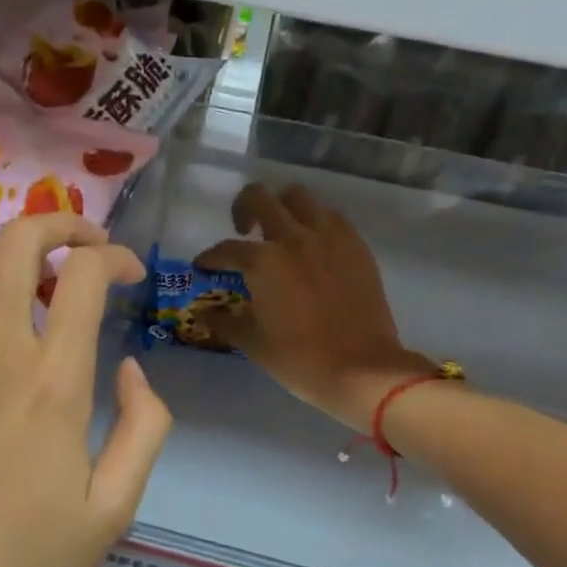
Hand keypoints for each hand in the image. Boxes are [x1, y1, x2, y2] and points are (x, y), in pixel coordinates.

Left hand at [0, 214, 171, 566]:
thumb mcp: (110, 514)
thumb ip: (143, 431)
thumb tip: (133, 369)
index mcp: (56, 381)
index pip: (87, 275)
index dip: (115, 256)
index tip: (127, 272)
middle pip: (24, 243)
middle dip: (62, 225)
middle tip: (80, 244)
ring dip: (0, 247)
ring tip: (16, 272)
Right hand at [197, 182, 432, 430]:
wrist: (362, 369)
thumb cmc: (299, 359)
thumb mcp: (253, 343)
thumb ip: (225, 322)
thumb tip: (205, 315)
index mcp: (262, 262)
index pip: (225, 249)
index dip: (209, 258)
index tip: (204, 266)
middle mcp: (293, 238)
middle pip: (259, 198)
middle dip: (242, 209)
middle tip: (244, 231)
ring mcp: (329, 237)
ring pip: (299, 197)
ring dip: (283, 208)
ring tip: (281, 232)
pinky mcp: (356, 245)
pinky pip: (331, 217)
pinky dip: (315, 222)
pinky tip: (313, 245)